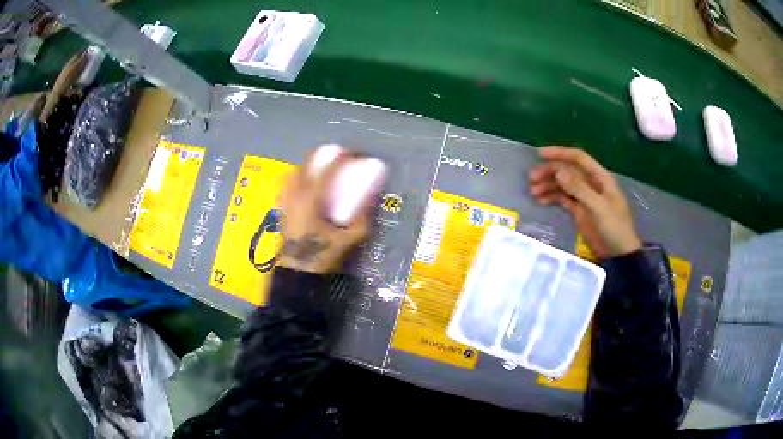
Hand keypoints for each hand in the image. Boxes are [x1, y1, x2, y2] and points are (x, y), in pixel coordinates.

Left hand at [276, 150, 370, 273]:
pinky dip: (298, 179)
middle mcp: (296, 194)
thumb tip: (371, 200)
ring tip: (321, 170)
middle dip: (323, 155)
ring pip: (294, 172)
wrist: (297, 272)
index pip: (329, 168)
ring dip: (308, 166)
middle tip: (338, 159)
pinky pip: (287, 185)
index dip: (344, 156)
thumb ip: (361, 219)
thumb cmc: (321, 255)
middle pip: (306, 163)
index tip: (356, 154)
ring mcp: (286, 200)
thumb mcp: (348, 240)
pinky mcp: (282, 209)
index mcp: (312, 198)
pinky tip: (307, 187)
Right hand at [528, 147, 640, 258]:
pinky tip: (541, 201)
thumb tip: (558, 172)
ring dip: (548, 185)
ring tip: (533, 192)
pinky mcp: (579, 211)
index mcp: (600, 178)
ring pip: (563, 185)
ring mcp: (584, 197)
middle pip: (568, 171)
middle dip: (550, 172)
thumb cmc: (614, 227)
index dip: (560, 153)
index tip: (540, 154)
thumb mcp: (599, 208)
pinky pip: (563, 199)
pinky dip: (552, 198)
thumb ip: (580, 189)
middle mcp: (591, 184)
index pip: (578, 159)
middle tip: (532, 178)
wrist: (618, 254)